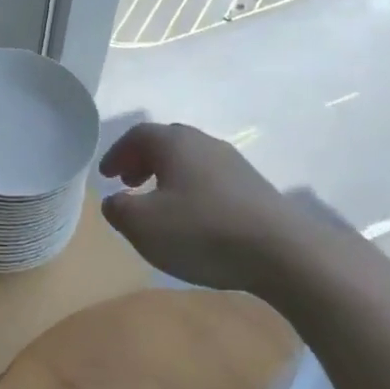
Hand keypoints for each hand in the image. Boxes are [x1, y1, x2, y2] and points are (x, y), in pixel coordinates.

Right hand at [98, 122, 304, 292]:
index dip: (117, 153)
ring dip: (168, 177)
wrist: (284, 253)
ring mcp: (235, 165)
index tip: (105, 176)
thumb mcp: (141, 225)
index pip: (138, 135)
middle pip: (167, 143)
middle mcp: (206, 144)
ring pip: (191, 162)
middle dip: (143, 161)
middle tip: (128, 183)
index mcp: (175, 144)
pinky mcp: (255, 189)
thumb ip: (118, 209)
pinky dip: (192, 191)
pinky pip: (212, 181)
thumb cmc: (201, 231)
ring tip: (158, 204)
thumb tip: (115, 200)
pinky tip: (193, 220)